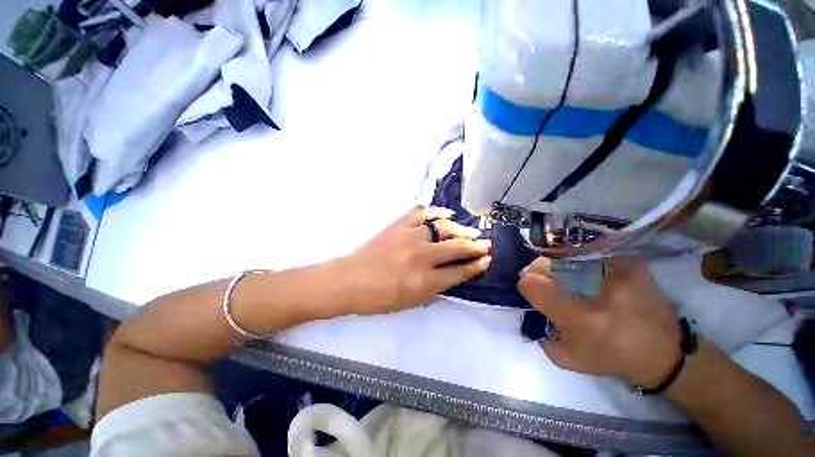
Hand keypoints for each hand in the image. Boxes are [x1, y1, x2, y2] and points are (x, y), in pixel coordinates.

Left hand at [341, 206, 491, 314]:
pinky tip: (448, 214)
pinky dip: (437, 211)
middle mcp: (423, 257)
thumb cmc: (380, 298)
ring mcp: (411, 237)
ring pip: (444, 228)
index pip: (459, 272)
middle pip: (457, 248)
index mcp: (426, 281)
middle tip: (486, 244)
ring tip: (472, 232)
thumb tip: (452, 277)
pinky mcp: (400, 225)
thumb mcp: (412, 303)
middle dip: (476, 246)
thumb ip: (435, 290)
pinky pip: (422, 213)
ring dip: (461, 230)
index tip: (487, 260)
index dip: (476, 266)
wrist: (351, 280)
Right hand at [518, 257, 681, 387]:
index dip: (526, 286)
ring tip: (568, 281)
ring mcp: (615, 269)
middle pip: (544, 263)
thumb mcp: (567, 356)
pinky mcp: (629, 261)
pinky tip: (587, 276)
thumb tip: (529, 307)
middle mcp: (595, 288)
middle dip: (538, 273)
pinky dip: (579, 263)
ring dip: (557, 268)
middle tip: (547, 285)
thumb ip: (540, 333)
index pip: (530, 283)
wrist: (665, 351)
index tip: (532, 293)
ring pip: (563, 256)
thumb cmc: (612, 356)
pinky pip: (587, 254)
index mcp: (578, 316)